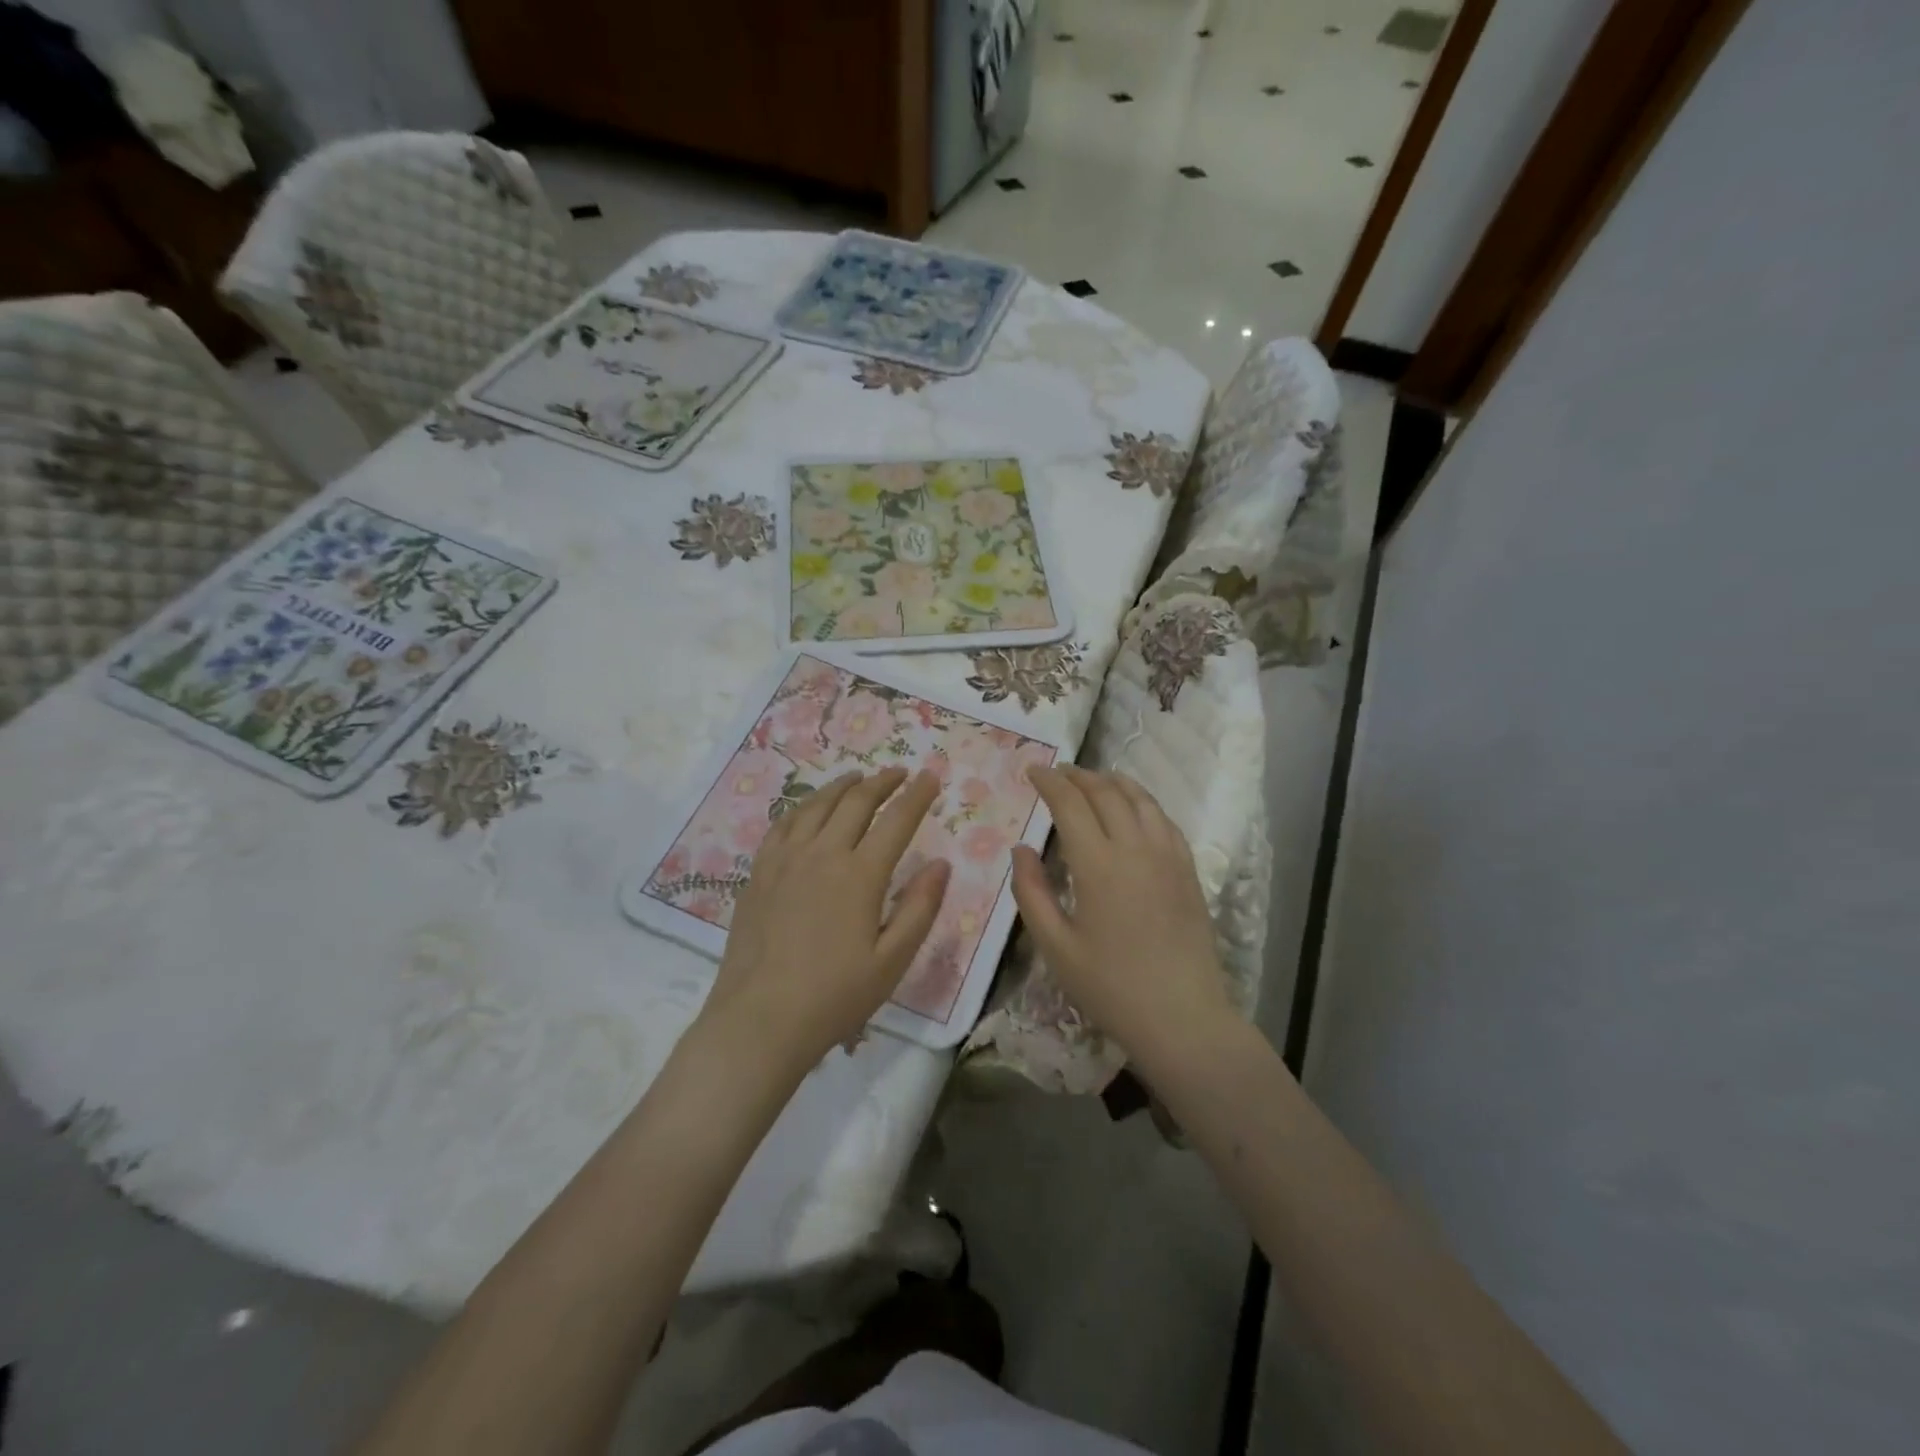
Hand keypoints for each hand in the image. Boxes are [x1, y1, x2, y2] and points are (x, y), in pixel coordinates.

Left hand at [702, 768, 950, 1070]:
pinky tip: (810, 808)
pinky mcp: (759, 872)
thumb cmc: (835, 996)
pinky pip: (783, 824)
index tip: (931, 777)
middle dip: (883, 782)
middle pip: (856, 802)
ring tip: (858, 778)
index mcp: (860, 875)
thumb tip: (940, 864)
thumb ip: (920, 908)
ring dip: (843, 787)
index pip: (896, 820)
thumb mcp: (892, 960)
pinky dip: (804, 806)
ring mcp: (785, 860)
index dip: (917, 795)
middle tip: (900, 773)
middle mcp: (823, 854)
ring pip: (817, 805)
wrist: (761, 1019)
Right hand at [1011, 766, 1232, 1067]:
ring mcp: (1168, 856)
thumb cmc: (1110, 987)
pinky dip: (1143, 802)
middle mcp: (1136, 848)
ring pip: (1140, 799)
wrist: (1182, 1017)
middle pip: (1106, 792)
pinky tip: (1134, 809)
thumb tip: (1021, 849)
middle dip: (1078, 776)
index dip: (1049, 781)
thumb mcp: (1055, 946)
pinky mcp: (1188, 870)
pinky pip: (1164, 820)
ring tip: (1093, 781)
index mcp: (1098, 864)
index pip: (1070, 803)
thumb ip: (1032, 892)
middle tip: (1058, 773)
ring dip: (1112, 782)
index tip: (1033, 770)